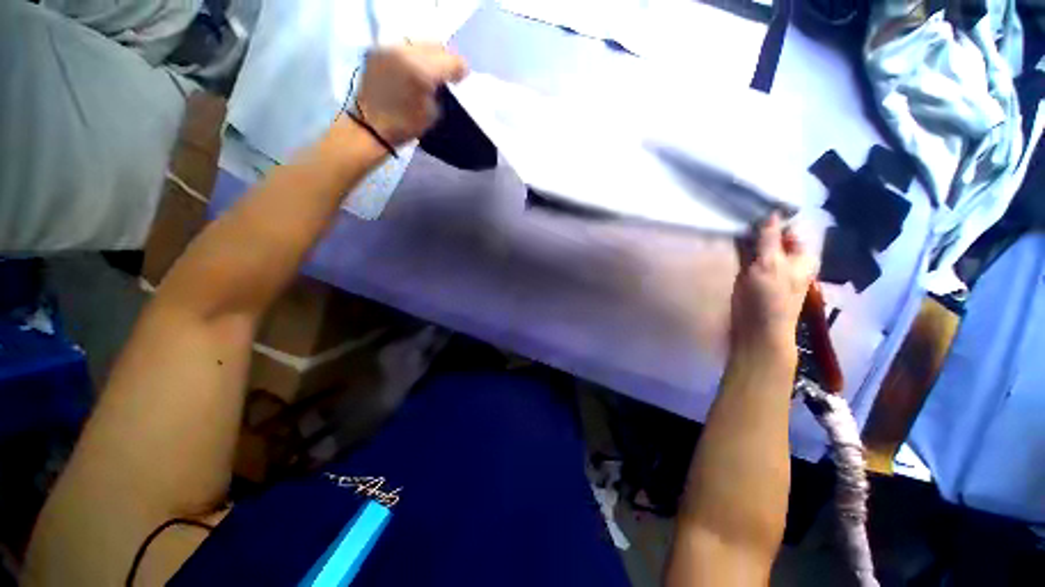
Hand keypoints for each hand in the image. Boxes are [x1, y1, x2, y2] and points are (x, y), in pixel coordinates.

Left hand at [354, 44, 467, 145]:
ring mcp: (390, 48)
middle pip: (435, 45)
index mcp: (422, 71)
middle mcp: (405, 52)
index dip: (461, 69)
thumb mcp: (434, 113)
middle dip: (444, 60)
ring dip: (428, 57)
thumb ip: (442, 90)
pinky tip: (412, 71)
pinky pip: (403, 47)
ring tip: (428, 73)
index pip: (451, 60)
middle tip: (447, 75)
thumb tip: (447, 79)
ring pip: (419, 44)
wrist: (371, 127)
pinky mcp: (378, 50)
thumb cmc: (406, 127)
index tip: (462, 79)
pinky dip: (412, 57)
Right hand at [730, 214, 816, 356]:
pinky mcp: (750, 275)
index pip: (790, 229)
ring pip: (757, 245)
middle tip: (739, 210)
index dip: (774, 218)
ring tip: (733, 218)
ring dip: (747, 236)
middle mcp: (786, 259)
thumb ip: (770, 239)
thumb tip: (771, 213)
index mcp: (801, 256)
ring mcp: (766, 267)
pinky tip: (730, 236)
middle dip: (758, 226)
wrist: (756, 329)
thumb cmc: (769, 297)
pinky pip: (746, 255)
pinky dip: (739, 247)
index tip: (755, 205)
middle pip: (773, 237)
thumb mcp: (771, 265)